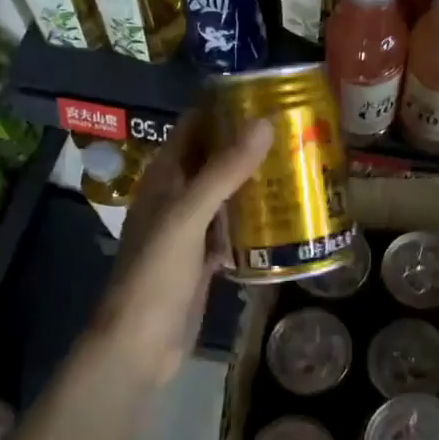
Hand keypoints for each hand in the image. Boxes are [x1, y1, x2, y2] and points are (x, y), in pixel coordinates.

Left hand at [92, 111, 272, 372]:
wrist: (139, 345)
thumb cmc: (156, 275)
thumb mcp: (189, 217)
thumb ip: (224, 171)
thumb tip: (263, 122)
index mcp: (163, 179)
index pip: (193, 127)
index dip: (223, 107)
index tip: (266, 94)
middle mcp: (175, 197)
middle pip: (213, 158)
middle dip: (248, 143)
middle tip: (295, 130)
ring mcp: (189, 230)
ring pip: (225, 193)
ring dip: (255, 180)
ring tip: (299, 164)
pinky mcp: (203, 259)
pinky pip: (232, 228)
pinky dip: (254, 219)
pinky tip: (286, 216)